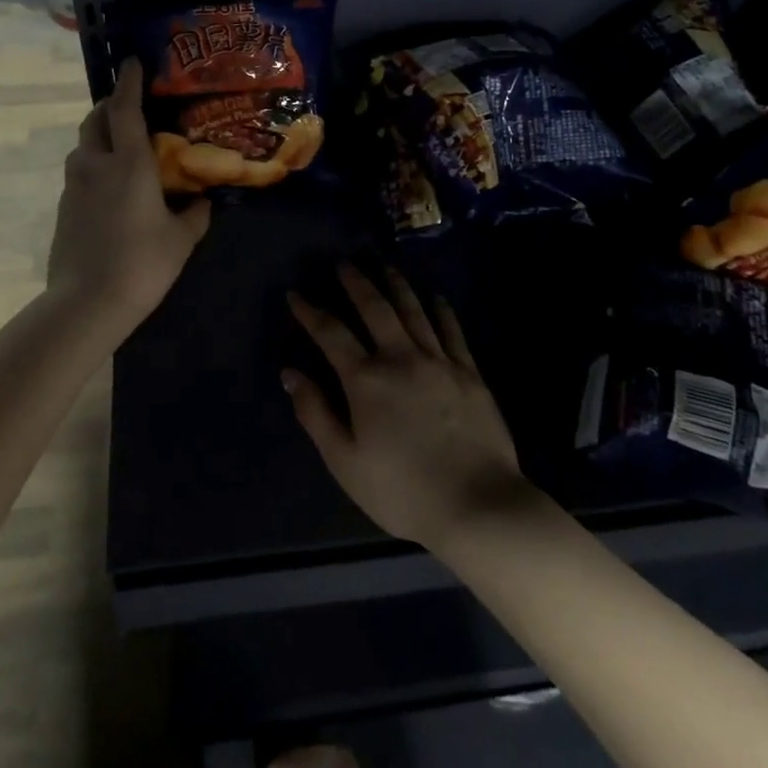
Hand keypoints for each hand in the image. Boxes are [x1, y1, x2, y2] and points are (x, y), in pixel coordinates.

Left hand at [47, 59, 210, 334]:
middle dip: (111, 105)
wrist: (86, 302)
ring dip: (100, 134)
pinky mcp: (63, 206)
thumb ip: (194, 214)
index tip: (132, 63)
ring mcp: (73, 185)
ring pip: (83, 145)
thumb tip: (203, 201)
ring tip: (122, 145)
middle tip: (130, 105)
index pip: (125, 109)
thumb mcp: (181, 239)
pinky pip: (79, 170)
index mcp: (129, 164)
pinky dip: (94, 163)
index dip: (129, 82)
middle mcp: (96, 165)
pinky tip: (111, 184)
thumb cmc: (142, 264)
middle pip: (96, 119)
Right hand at [285, 265, 531, 551]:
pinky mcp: (470, 373)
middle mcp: (401, 358)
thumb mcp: (345, 461)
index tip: (295, 294)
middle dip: (356, 282)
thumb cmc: (402, 490)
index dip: (310, 312)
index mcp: (366, 380)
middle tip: (345, 263)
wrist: (477, 504)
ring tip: (385, 266)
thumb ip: (315, 413)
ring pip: (414, 310)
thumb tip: (290, 372)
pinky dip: (442, 311)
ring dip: (397, 285)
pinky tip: (437, 298)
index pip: (331, 334)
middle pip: (375, 308)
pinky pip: (453, 331)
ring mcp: (439, 362)